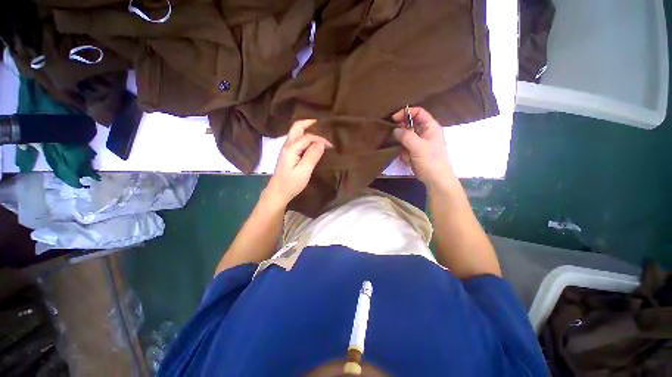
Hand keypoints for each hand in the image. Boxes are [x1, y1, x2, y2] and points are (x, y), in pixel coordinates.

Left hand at [265, 119, 331, 205]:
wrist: (278, 193)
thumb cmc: (291, 184)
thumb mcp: (304, 171)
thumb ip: (312, 156)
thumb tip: (321, 143)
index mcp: (291, 148)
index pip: (308, 137)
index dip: (320, 139)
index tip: (331, 146)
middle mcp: (287, 145)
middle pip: (297, 127)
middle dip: (309, 123)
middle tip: (322, 124)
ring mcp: (286, 149)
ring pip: (296, 132)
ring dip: (307, 128)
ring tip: (319, 131)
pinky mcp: (288, 154)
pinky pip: (296, 139)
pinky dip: (305, 136)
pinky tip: (312, 142)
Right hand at [392, 107, 454, 188]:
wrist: (435, 179)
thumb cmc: (430, 160)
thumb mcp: (418, 146)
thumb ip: (406, 136)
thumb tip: (395, 130)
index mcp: (430, 127)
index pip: (418, 112)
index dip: (406, 112)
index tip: (393, 118)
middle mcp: (425, 133)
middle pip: (410, 126)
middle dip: (403, 134)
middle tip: (397, 139)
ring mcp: (419, 143)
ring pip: (405, 139)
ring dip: (403, 147)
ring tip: (408, 155)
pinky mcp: (415, 152)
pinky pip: (405, 149)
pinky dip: (405, 155)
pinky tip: (409, 161)